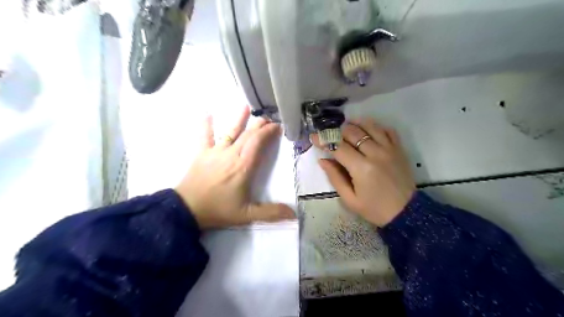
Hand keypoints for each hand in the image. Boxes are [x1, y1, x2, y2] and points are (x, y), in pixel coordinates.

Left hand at [176, 107, 294, 228]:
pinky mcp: (202, 153)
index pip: (258, 143)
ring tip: (246, 107)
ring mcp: (215, 152)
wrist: (187, 210)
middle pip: (248, 135)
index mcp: (243, 166)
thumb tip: (294, 214)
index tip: (278, 126)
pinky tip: (207, 113)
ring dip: (239, 119)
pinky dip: (206, 125)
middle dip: (260, 125)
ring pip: (230, 132)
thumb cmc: (218, 210)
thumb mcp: (247, 215)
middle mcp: (231, 154)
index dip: (269, 132)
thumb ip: (271, 213)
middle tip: (269, 118)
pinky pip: (204, 136)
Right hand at [310, 118, 415, 225]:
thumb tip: (322, 160)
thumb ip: (335, 177)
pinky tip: (367, 129)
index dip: (324, 140)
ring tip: (345, 126)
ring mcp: (389, 149)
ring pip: (370, 126)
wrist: (405, 212)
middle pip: (352, 132)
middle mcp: (375, 153)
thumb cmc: (374, 208)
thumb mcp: (349, 199)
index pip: (338, 147)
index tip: (314, 137)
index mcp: (361, 168)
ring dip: (355, 123)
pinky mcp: (399, 149)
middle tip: (329, 134)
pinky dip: (375, 126)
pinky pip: (387, 130)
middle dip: (337, 130)